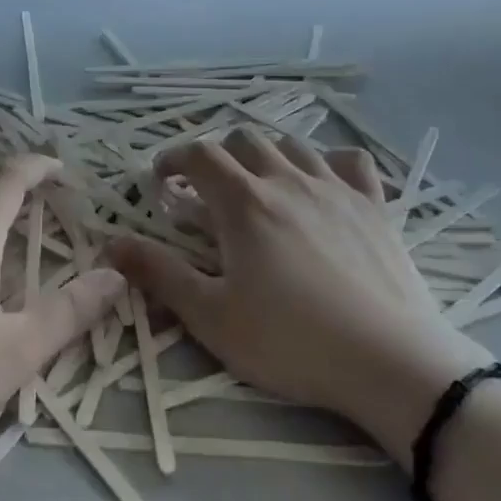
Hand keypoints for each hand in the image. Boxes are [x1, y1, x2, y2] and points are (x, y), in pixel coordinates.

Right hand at [109, 128, 486, 455]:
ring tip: (259, 185)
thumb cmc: (291, 341)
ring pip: (293, 144)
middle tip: (207, 190)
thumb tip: (111, 244)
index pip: (199, 155)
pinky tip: (324, 184)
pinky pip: (352, 161)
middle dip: (217, 155)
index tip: (161, 181)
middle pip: (245, 139)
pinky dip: (329, 162)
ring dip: (266, 155)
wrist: (389, 362)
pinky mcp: (375, 205)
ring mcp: (336, 188)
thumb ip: (159, 274)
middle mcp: (287, 180)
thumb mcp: (211, 316)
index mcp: (244, 202)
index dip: (173, 159)